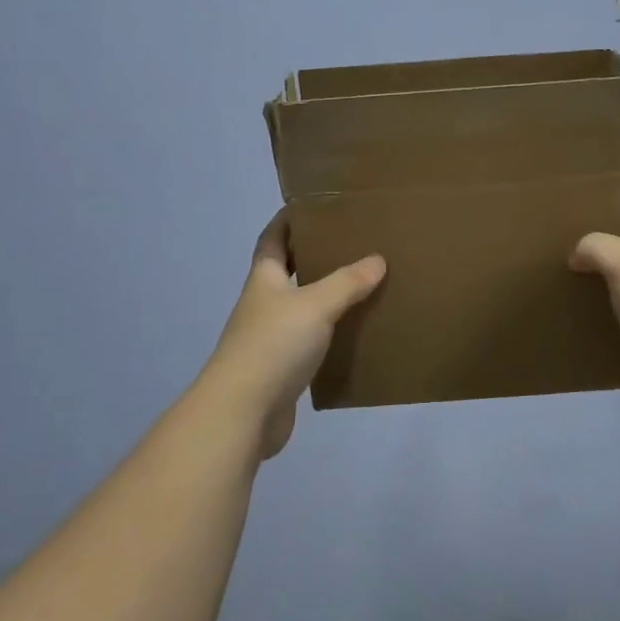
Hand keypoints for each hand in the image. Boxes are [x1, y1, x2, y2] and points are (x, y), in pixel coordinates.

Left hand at [202, 211, 386, 458]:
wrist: (242, 413)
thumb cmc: (273, 346)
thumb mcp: (314, 305)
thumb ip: (346, 282)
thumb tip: (377, 260)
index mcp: (264, 280)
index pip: (272, 239)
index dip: (288, 220)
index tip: (314, 207)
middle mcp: (264, 305)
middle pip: (288, 272)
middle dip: (314, 257)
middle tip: (353, 245)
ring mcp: (271, 339)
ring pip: (303, 309)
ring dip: (327, 298)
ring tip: (365, 287)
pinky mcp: (283, 370)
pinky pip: (311, 343)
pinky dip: (331, 336)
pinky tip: (356, 335)